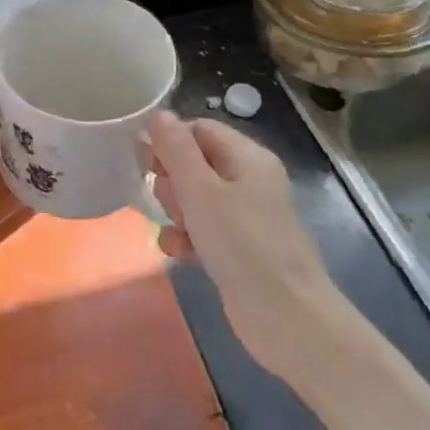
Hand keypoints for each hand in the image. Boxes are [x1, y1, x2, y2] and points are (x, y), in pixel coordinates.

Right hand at [150, 111, 347, 378]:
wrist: (285, 315)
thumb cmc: (241, 243)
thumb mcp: (200, 190)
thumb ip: (175, 149)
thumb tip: (158, 113)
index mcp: (248, 157)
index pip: (199, 129)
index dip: (169, 141)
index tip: (145, 163)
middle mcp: (249, 180)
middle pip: (194, 163)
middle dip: (171, 182)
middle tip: (170, 203)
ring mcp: (246, 216)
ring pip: (194, 199)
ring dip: (176, 213)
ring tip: (177, 232)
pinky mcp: (239, 248)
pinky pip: (203, 230)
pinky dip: (188, 238)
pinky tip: (179, 254)